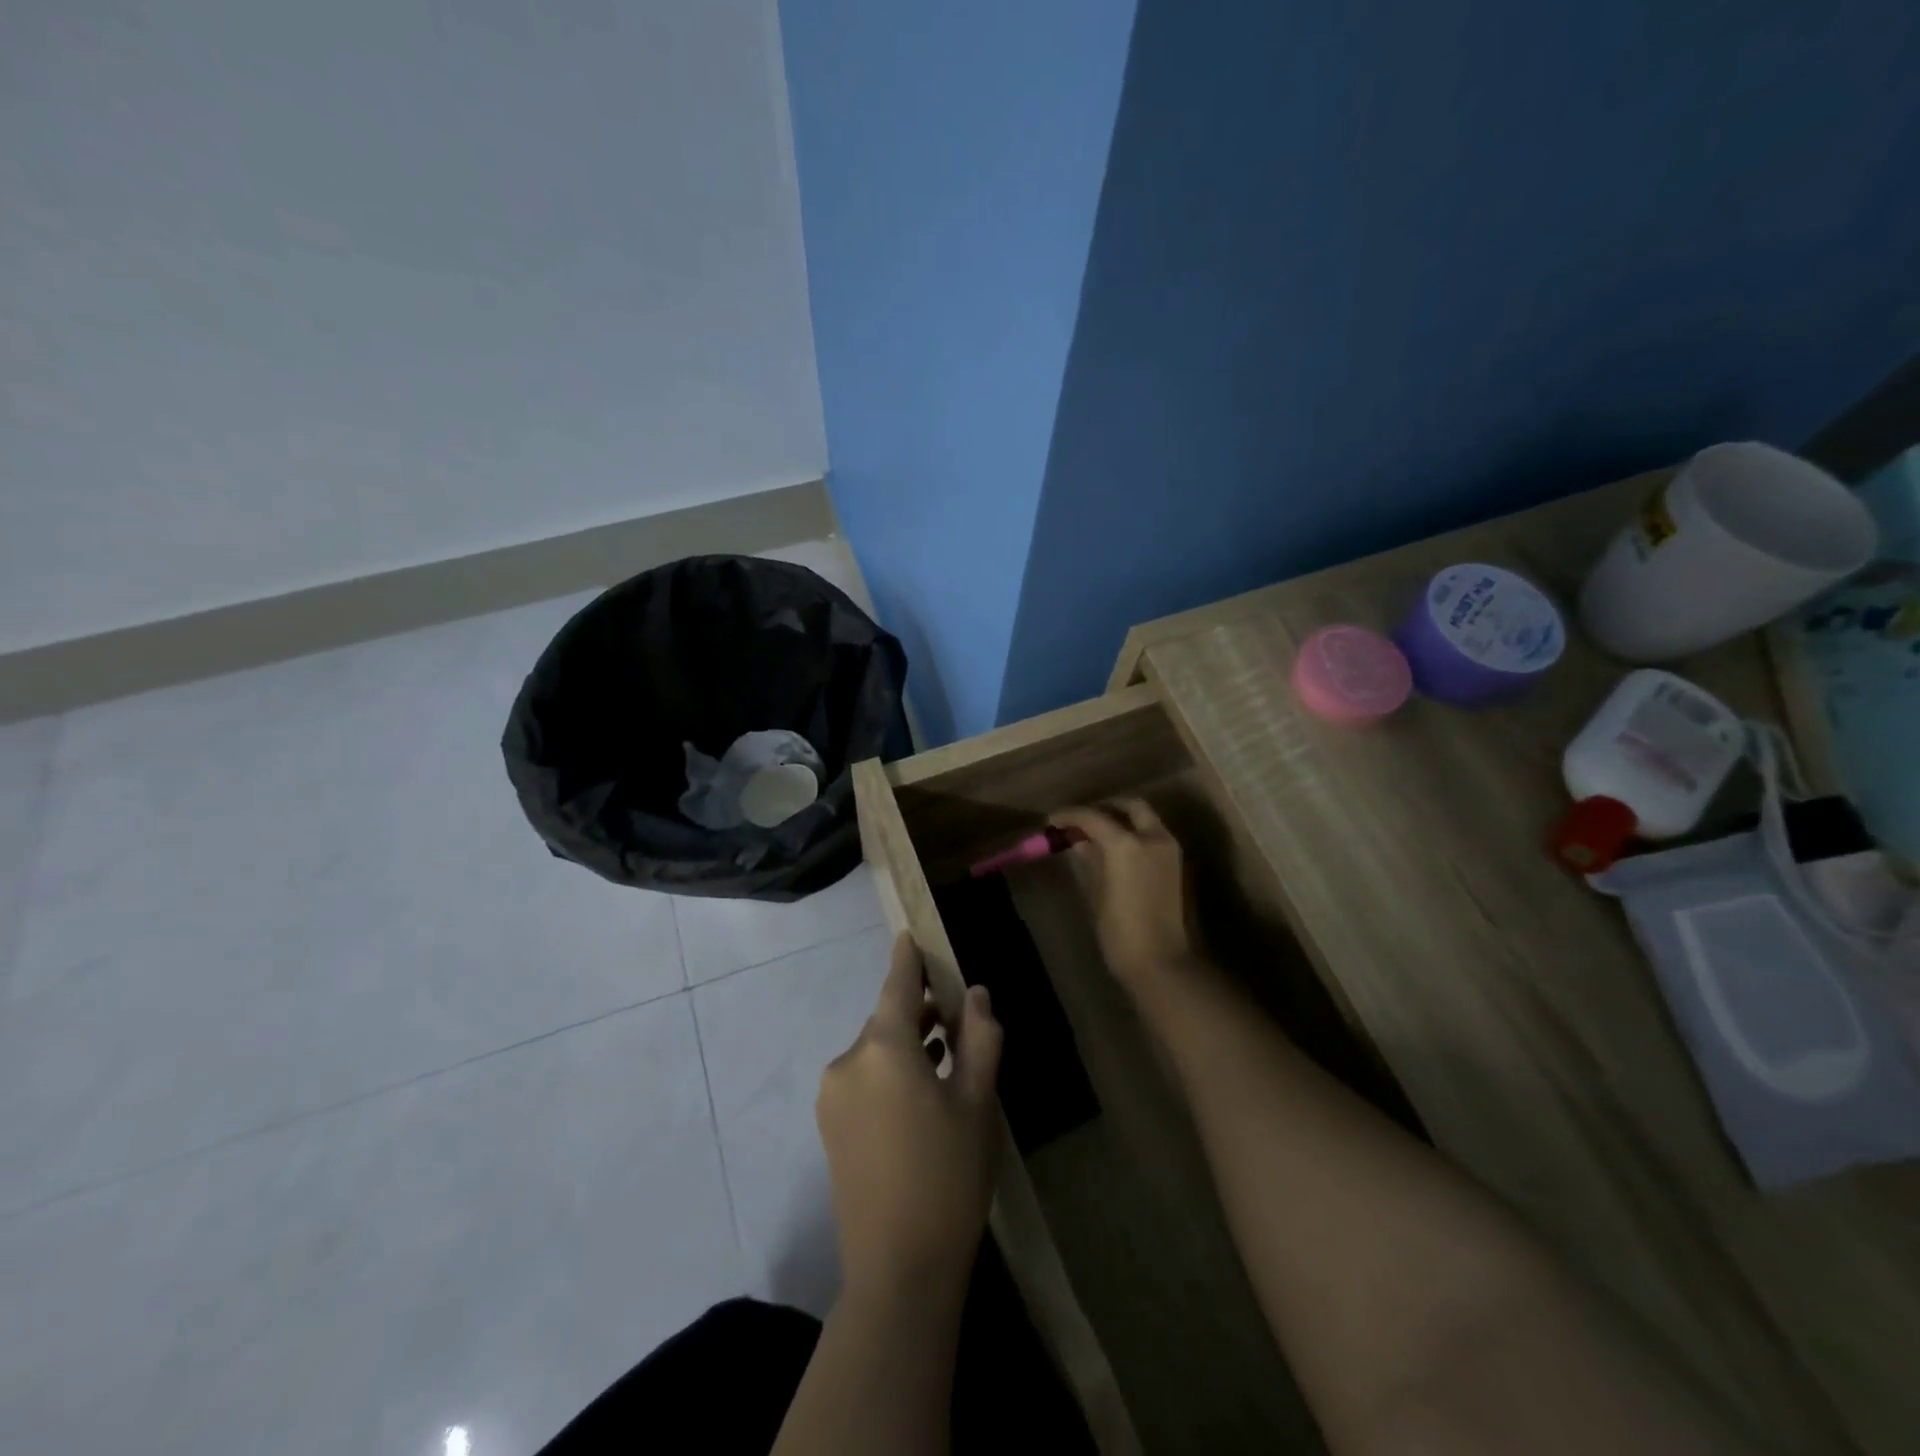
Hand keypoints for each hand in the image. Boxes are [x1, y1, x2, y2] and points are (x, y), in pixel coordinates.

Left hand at [816, 933, 1003, 1302]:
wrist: (898, 1269)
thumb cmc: (949, 1177)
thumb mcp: (978, 1103)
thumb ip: (979, 1039)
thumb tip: (976, 994)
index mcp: (884, 1047)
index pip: (897, 985)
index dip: (907, 958)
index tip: (911, 934)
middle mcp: (849, 1060)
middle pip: (887, 1019)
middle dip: (918, 1010)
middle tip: (956, 1016)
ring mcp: (832, 1094)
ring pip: (875, 1050)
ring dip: (905, 1043)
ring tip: (945, 1053)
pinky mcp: (829, 1125)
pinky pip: (862, 1077)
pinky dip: (888, 1070)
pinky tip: (918, 1091)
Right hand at [1051, 800, 1200, 999]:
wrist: (1161, 962)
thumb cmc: (1120, 931)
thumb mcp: (1097, 893)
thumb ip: (1090, 859)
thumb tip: (1079, 841)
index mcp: (1127, 844)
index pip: (1094, 817)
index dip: (1070, 816)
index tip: (1052, 821)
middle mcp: (1153, 837)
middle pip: (1129, 807)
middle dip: (1104, 809)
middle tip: (1081, 822)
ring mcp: (1169, 849)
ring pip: (1145, 819)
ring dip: (1122, 820)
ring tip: (1095, 835)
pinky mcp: (1176, 864)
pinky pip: (1152, 836)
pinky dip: (1134, 833)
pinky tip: (1115, 850)